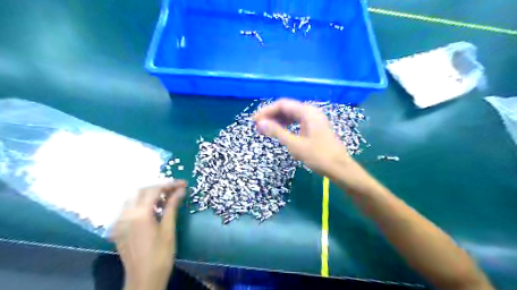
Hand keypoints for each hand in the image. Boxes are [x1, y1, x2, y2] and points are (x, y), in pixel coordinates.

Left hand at [110, 181, 186, 289]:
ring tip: (165, 200)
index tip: (183, 184)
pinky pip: (128, 210)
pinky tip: (152, 212)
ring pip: (133, 200)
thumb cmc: (161, 255)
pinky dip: (141, 205)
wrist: (144, 279)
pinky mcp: (118, 230)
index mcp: (139, 214)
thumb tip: (180, 191)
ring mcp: (120, 223)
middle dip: (159, 188)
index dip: (170, 185)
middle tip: (175, 191)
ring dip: (149, 196)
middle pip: (142, 192)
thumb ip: (172, 206)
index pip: (154, 191)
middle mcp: (126, 215)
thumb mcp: (169, 229)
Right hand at [254, 99, 350, 176]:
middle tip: (258, 126)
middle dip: (271, 115)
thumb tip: (260, 123)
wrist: (339, 168)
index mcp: (307, 112)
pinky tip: (279, 131)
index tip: (254, 120)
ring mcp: (313, 119)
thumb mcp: (295, 144)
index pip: (282, 105)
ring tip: (265, 129)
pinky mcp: (314, 127)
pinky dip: (286, 126)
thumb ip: (277, 132)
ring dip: (278, 121)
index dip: (267, 111)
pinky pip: (297, 122)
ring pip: (291, 115)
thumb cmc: (318, 156)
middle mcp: (310, 112)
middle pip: (287, 108)